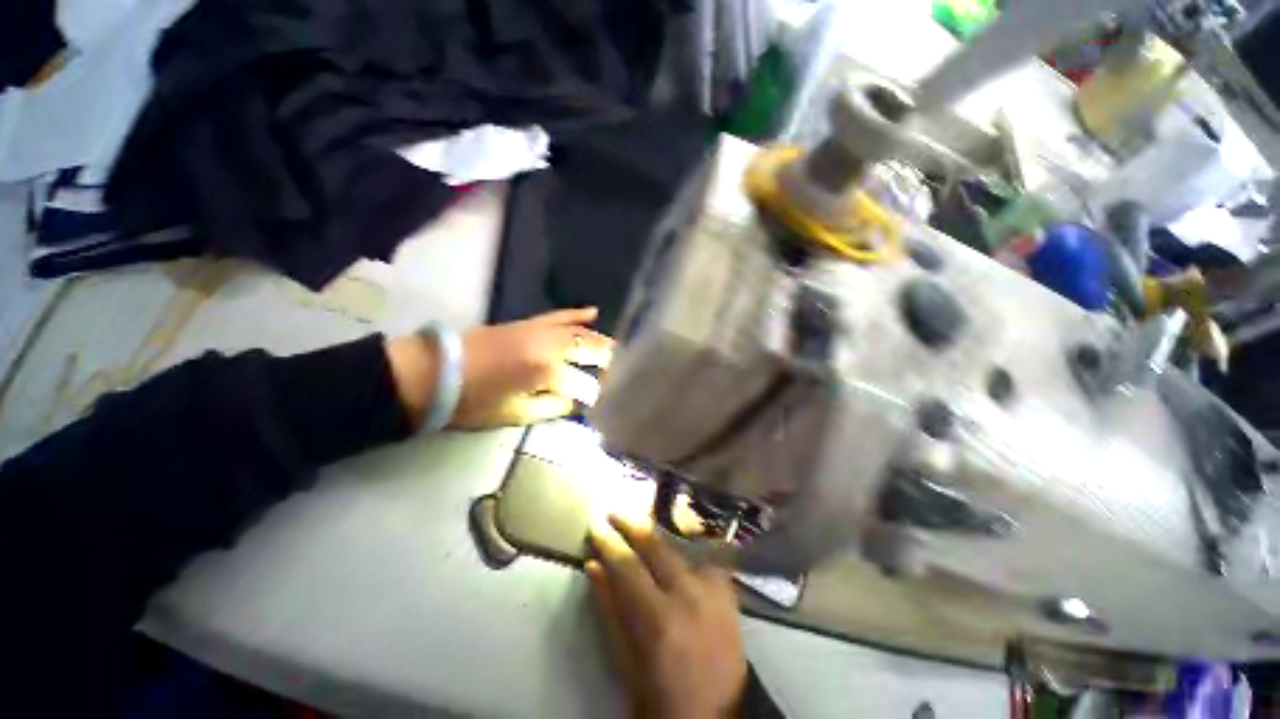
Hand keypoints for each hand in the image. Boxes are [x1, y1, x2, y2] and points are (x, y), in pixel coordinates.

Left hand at [385, 308, 611, 430]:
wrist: (436, 372)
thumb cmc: (475, 401)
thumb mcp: (515, 414)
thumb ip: (551, 407)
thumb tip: (573, 401)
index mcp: (546, 371)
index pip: (582, 382)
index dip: (593, 392)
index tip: (601, 400)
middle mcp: (549, 346)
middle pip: (586, 350)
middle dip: (605, 360)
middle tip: (620, 368)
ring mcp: (539, 331)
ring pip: (578, 332)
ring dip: (598, 338)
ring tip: (615, 346)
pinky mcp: (528, 324)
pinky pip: (558, 316)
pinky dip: (576, 314)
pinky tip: (593, 311)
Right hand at [587, 515, 746, 718]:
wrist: (719, 716)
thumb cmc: (662, 698)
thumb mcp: (627, 664)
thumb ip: (610, 611)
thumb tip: (593, 566)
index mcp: (659, 620)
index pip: (627, 566)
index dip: (609, 542)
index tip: (595, 525)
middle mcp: (689, 595)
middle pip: (656, 545)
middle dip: (632, 523)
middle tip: (615, 512)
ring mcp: (713, 590)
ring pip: (681, 545)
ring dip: (658, 534)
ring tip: (641, 525)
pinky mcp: (728, 591)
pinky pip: (703, 556)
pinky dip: (687, 548)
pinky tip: (678, 545)